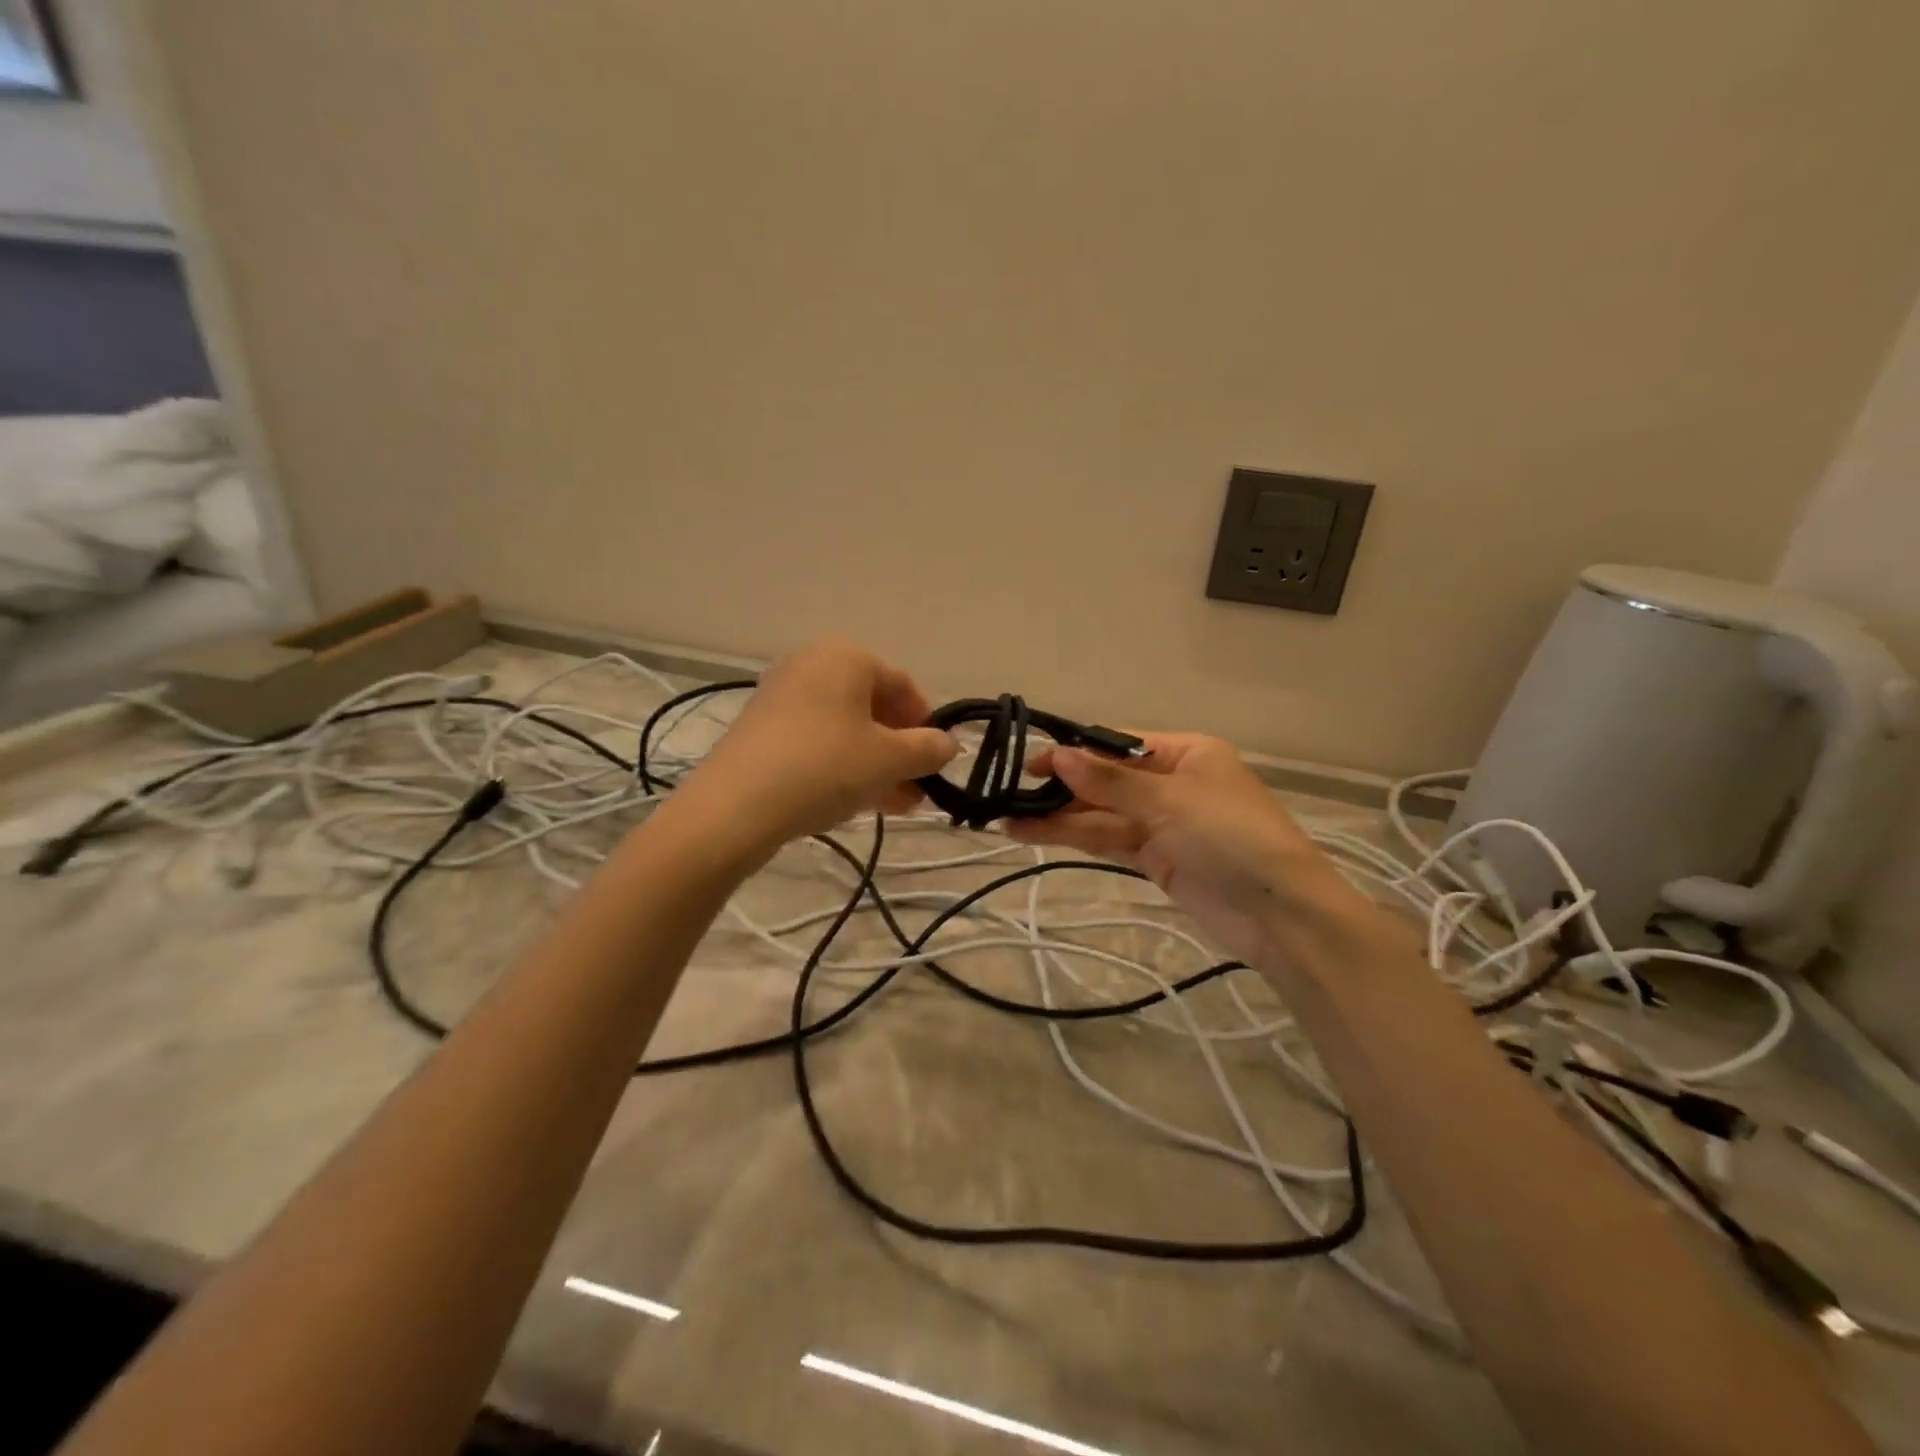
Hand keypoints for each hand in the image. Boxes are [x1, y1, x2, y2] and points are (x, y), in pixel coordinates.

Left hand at [676, 638, 958, 853]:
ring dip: (877, 766)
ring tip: (899, 805)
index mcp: (846, 657)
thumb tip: (948, 744)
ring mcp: (783, 698)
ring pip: (846, 731)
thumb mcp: (889, 759)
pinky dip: (844, 767)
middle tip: (919, 788)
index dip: (926, 722)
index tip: (938, 758)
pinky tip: (862, 803)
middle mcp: (812, 666)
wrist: (736, 806)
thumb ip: (927, 749)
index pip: (902, 684)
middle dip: (900, 751)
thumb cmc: (825, 766)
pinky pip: (818, 743)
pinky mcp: (763, 731)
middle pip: (872, 708)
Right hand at [1005, 734, 1379, 965]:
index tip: (1032, 763)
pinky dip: (1076, 839)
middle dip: (1061, 788)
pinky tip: (1037, 836)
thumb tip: (1057, 754)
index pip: (1119, 746)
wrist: (1279, 913)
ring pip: (1102, 814)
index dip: (1075, 753)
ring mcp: (1163, 824)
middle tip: (1010, 794)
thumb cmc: (1230, 836)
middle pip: (1106, 781)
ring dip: (1059, 817)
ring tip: (1007, 821)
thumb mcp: (1168, 801)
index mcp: (1185, 753)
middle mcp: (1171, 783)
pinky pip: (1109, 840)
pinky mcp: (1155, 859)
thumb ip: (1108, 782)